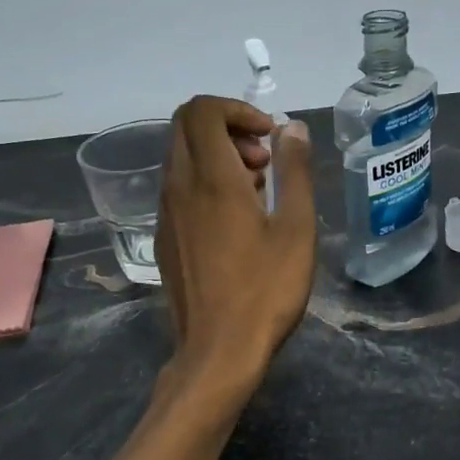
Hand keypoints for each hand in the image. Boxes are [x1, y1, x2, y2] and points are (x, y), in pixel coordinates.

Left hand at [155, 96, 316, 388]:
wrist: (218, 351)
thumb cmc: (266, 291)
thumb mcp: (295, 229)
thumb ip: (294, 172)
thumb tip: (292, 128)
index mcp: (211, 179)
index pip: (202, 110)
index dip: (236, 108)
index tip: (269, 135)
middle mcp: (179, 188)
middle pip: (185, 127)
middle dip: (227, 128)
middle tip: (264, 160)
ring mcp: (165, 215)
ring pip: (180, 159)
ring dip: (217, 157)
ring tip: (257, 191)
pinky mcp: (163, 239)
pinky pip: (178, 189)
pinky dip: (204, 183)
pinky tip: (236, 221)